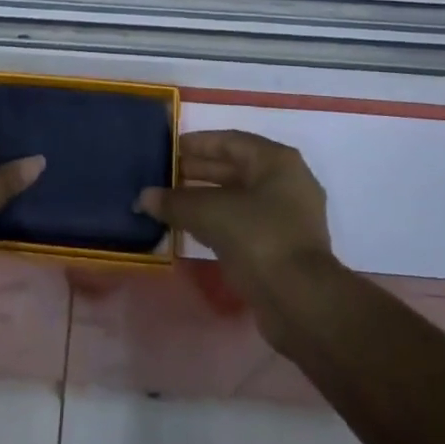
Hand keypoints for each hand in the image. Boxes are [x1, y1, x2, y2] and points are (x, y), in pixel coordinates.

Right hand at [139, 131, 336, 346]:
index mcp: (277, 161)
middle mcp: (287, 183)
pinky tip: (193, 229)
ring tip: (172, 202)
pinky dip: (219, 222)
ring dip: (207, 199)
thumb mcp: (210, 213)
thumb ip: (175, 201)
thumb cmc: (259, 238)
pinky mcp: (283, 248)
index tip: (170, 148)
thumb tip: (144, 197)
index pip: (231, 141)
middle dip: (200, 171)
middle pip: (236, 169)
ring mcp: (288, 217)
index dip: (198, 143)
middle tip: (165, 175)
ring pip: (239, 199)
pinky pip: (244, 224)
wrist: (300, 302)